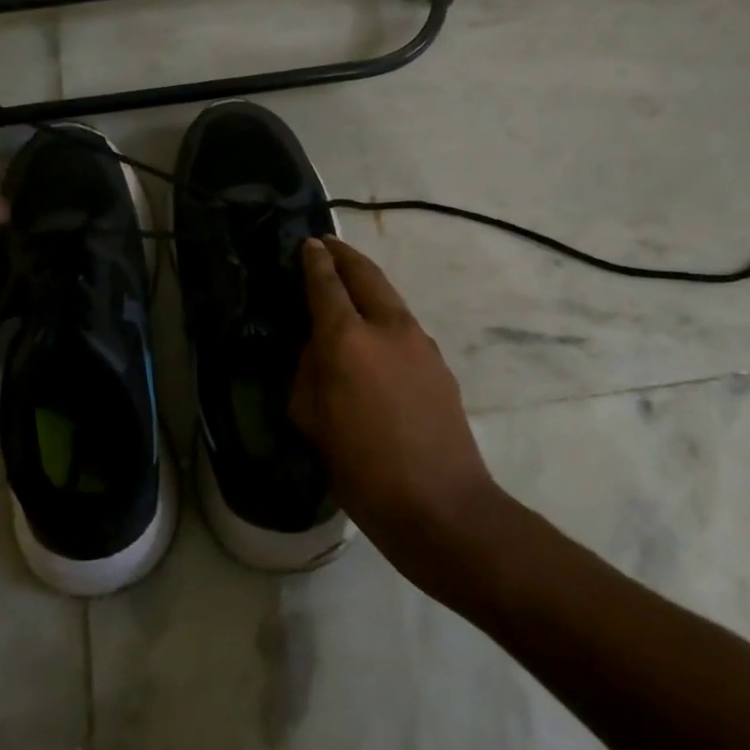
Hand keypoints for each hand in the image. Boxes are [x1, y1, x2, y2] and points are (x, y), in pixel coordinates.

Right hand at [290, 236, 501, 571]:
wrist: (442, 507)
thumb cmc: (362, 469)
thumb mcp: (312, 422)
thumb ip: (308, 372)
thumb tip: (317, 346)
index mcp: (347, 340)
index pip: (326, 284)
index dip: (315, 260)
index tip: (308, 243)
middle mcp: (388, 329)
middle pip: (366, 274)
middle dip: (344, 255)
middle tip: (327, 245)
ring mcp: (421, 344)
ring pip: (389, 299)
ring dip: (367, 285)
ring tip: (348, 288)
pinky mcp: (440, 366)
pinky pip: (404, 328)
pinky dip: (384, 317)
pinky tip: (375, 339)